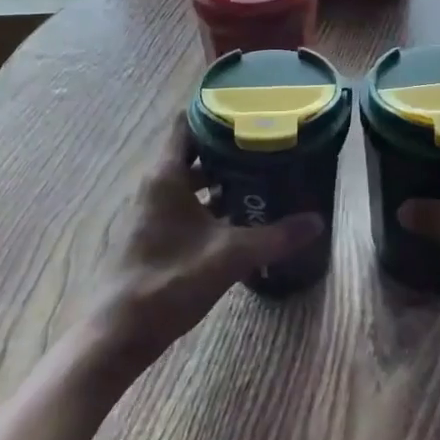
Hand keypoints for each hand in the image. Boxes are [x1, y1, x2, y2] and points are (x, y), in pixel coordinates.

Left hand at [79, 126, 323, 379]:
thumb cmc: (171, 281)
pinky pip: (184, 201)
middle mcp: (156, 182)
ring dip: (220, 175)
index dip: (216, 110)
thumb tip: (317, 222)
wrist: (122, 330)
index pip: (187, 121)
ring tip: (260, 174)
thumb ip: (275, 237)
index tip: (250, 109)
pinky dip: (209, 200)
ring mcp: (152, 208)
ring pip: (189, 177)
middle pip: (192, 148)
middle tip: (266, 143)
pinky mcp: (154, 230)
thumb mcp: (230, 256)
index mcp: (166, 174)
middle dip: (227, 144)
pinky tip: (239, 214)